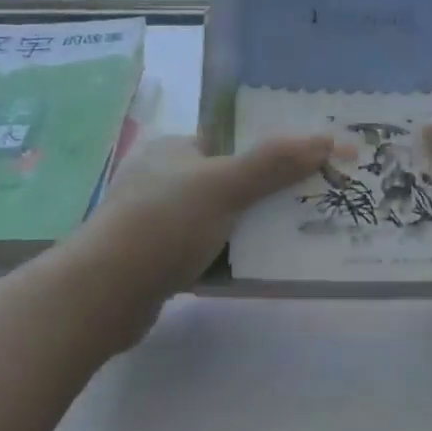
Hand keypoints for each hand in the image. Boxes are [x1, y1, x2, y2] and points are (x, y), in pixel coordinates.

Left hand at [81, 133, 334, 302]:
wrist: (105, 292)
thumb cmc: (163, 224)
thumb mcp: (223, 185)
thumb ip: (273, 162)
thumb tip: (326, 138)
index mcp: (173, 149)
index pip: (229, 140)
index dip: (268, 150)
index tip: (307, 165)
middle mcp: (163, 179)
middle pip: (229, 181)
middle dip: (266, 194)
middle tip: (310, 205)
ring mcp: (158, 221)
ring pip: (219, 219)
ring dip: (251, 230)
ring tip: (296, 238)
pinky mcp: (158, 259)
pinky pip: (206, 251)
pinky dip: (230, 258)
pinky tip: (257, 269)